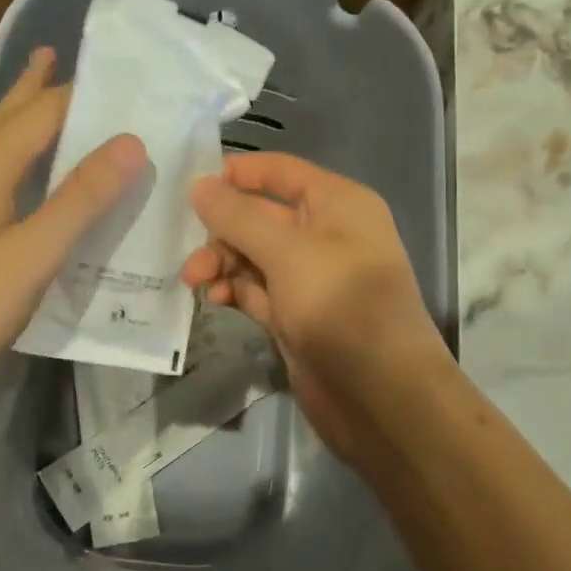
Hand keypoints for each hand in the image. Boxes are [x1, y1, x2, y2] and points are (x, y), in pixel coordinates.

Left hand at [0, 48, 146, 425]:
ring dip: (22, 125)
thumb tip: (132, 141)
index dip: (79, 91)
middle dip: (32, 88)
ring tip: (48, 108)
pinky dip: (18, 170)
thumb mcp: (32, 253)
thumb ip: (80, 197)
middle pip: (5, 120)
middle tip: (58, 55)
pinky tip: (24, 186)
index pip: (40, 113)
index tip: (122, 75)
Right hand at [179, 153, 449, 463]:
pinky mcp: (296, 317)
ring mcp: (310, 279)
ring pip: (253, 256)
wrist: (382, 398)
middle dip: (221, 230)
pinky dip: (233, 291)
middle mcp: (326, 235)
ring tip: (195, 282)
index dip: (238, 173)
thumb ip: (240, 217)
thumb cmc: (342, 307)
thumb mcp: (288, 253)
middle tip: (188, 254)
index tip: (191, 186)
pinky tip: (213, 300)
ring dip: (222, 263)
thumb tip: (200, 184)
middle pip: (260, 216)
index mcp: (338, 205)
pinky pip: (256, 290)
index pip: (281, 172)